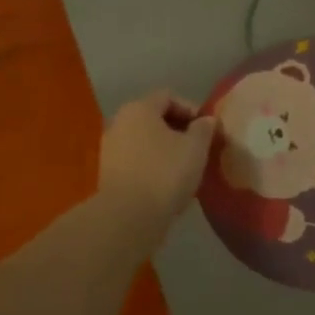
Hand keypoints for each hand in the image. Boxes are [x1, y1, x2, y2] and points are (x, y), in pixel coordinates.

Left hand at [98, 91, 218, 229]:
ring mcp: (110, 148)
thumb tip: (206, 120)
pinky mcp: (107, 173)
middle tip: (198, 148)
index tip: (206, 129)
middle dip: (178, 129)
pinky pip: (135, 160)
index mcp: (139, 108)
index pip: (168, 97)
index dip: (191, 109)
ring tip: (184, 168)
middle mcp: (119, 122)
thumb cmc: (165, 173)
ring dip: (164, 149)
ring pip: (144, 140)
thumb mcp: (195, 148)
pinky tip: (166, 183)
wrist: (128, 217)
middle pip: (153, 117)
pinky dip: (151, 165)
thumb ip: (203, 129)